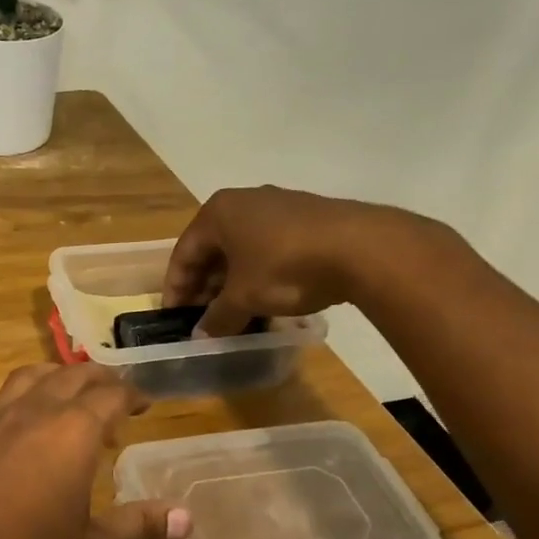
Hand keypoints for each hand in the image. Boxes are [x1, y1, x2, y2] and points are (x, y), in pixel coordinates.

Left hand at [0, 364, 191, 538]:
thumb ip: (139, 529)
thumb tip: (186, 516)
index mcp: (69, 434)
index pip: (109, 395)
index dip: (132, 395)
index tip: (146, 406)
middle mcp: (30, 414)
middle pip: (71, 376)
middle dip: (100, 380)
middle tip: (119, 399)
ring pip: (31, 377)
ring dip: (60, 379)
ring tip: (75, 403)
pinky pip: (5, 399)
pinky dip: (29, 397)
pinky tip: (29, 435)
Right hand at [162, 186, 427, 336]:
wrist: (364, 249)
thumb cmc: (285, 267)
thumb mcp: (244, 298)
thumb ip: (217, 317)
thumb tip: (201, 336)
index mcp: (218, 212)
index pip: (184, 253)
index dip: (176, 289)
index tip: (175, 317)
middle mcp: (244, 202)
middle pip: (213, 249)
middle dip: (205, 286)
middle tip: (203, 318)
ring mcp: (279, 206)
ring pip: (242, 249)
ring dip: (233, 282)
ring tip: (234, 313)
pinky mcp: (308, 218)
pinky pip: (269, 248)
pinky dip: (259, 273)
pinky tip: (266, 298)